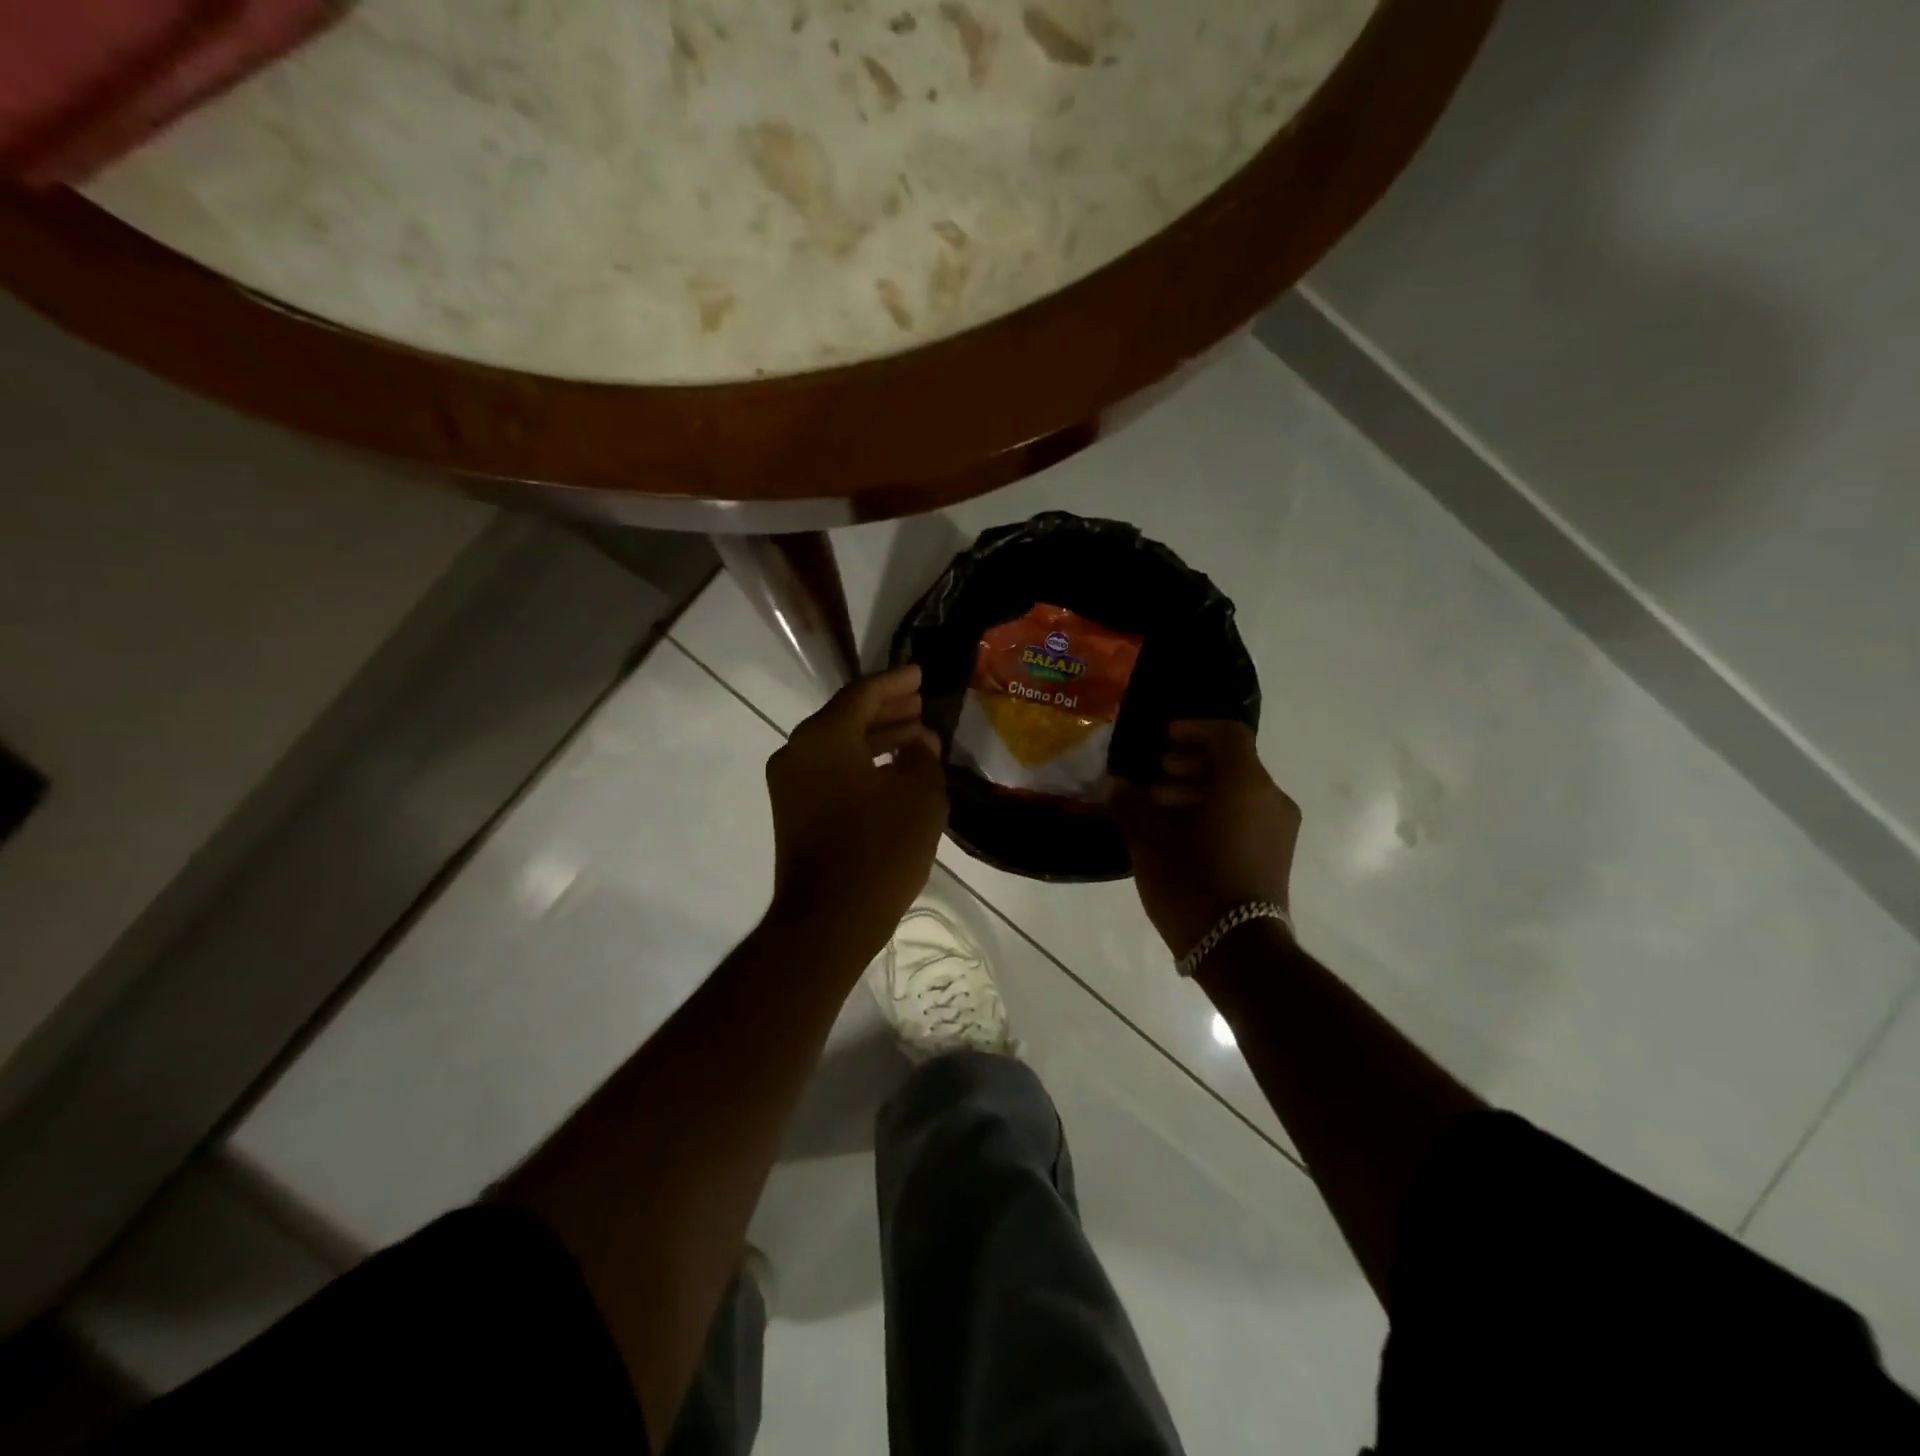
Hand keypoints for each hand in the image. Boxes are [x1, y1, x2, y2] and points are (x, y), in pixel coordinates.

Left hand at [765, 665, 947, 951]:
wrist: (829, 920)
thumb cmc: (880, 851)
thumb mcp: (920, 797)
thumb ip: (923, 757)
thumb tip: (920, 741)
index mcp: (824, 737)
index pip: (863, 694)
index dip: (896, 682)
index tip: (921, 674)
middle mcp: (798, 750)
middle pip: (846, 716)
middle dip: (887, 709)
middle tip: (922, 705)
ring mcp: (791, 782)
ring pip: (838, 744)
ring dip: (876, 738)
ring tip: (917, 737)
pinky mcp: (793, 809)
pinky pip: (830, 770)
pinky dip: (861, 763)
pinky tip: (893, 771)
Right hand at [1108, 721, 1300, 956]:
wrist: (1237, 949)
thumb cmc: (1191, 882)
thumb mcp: (1149, 840)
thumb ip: (1130, 804)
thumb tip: (1114, 784)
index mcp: (1244, 784)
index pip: (1228, 734)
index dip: (1194, 729)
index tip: (1163, 739)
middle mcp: (1270, 798)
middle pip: (1232, 763)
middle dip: (1190, 764)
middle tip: (1154, 775)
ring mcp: (1278, 829)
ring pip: (1238, 792)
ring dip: (1199, 790)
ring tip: (1159, 807)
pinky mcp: (1275, 855)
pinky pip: (1245, 816)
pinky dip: (1214, 812)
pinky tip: (1179, 834)